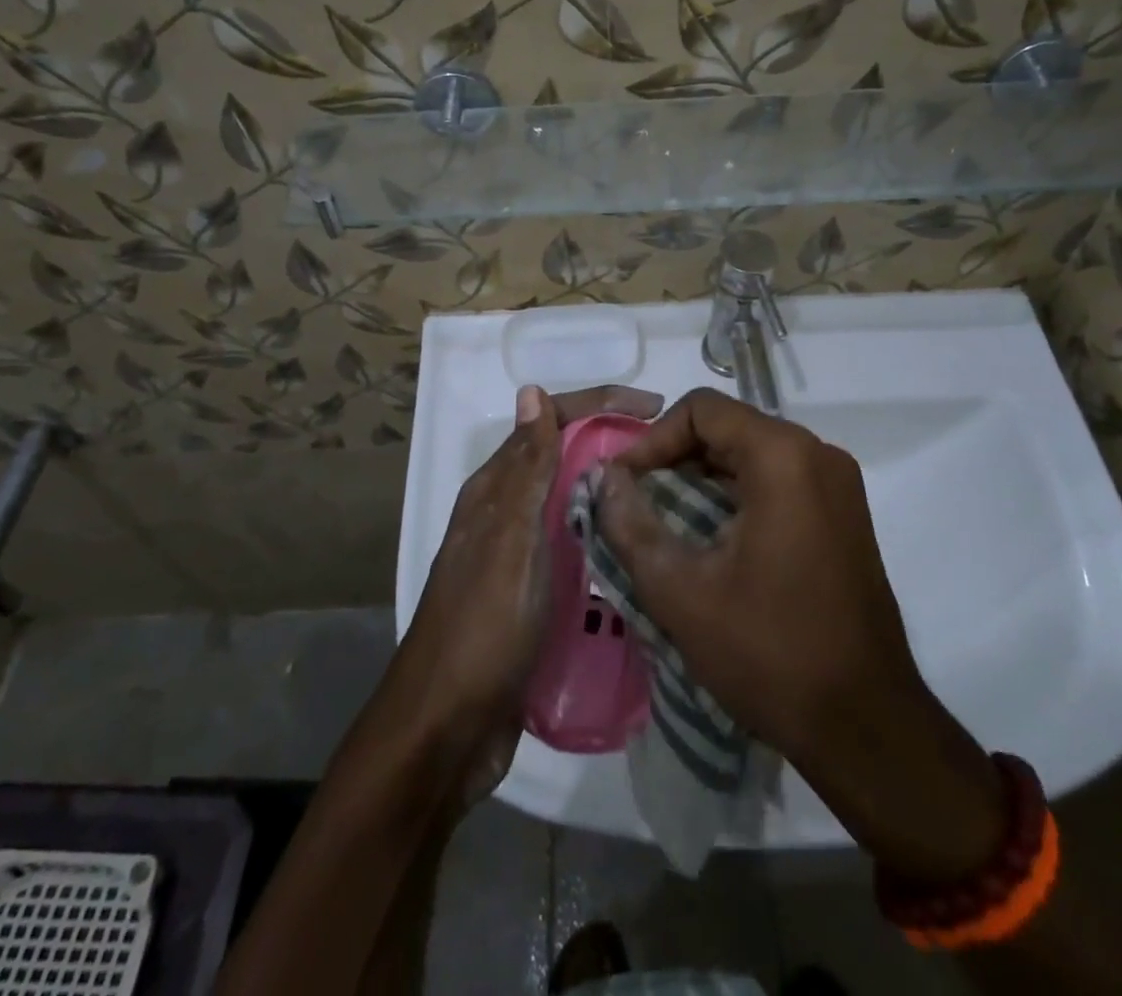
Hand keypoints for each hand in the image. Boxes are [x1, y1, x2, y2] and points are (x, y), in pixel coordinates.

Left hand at [393, 383, 663, 801]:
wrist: (446, 731)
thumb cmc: (480, 631)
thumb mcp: (509, 543)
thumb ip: (525, 470)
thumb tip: (531, 390)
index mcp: (496, 491)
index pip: (549, 422)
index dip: (600, 405)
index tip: (656, 407)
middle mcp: (507, 514)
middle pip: (564, 458)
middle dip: (613, 445)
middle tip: (676, 456)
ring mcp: (522, 556)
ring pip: (573, 504)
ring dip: (615, 492)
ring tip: (672, 498)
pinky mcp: (536, 595)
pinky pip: (578, 550)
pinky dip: (608, 540)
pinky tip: (643, 552)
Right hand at [601, 388, 1007, 879]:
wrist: (867, 726)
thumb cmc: (769, 652)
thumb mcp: (681, 591)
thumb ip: (631, 525)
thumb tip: (606, 479)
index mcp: (783, 457)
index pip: (702, 409)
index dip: (652, 439)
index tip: (624, 484)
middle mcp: (818, 455)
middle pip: (729, 428)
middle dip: (674, 459)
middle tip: (636, 503)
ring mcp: (838, 486)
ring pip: (752, 456)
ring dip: (703, 480)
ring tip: (665, 523)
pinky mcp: (845, 516)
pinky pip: (779, 482)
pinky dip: (736, 497)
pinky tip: (710, 540)